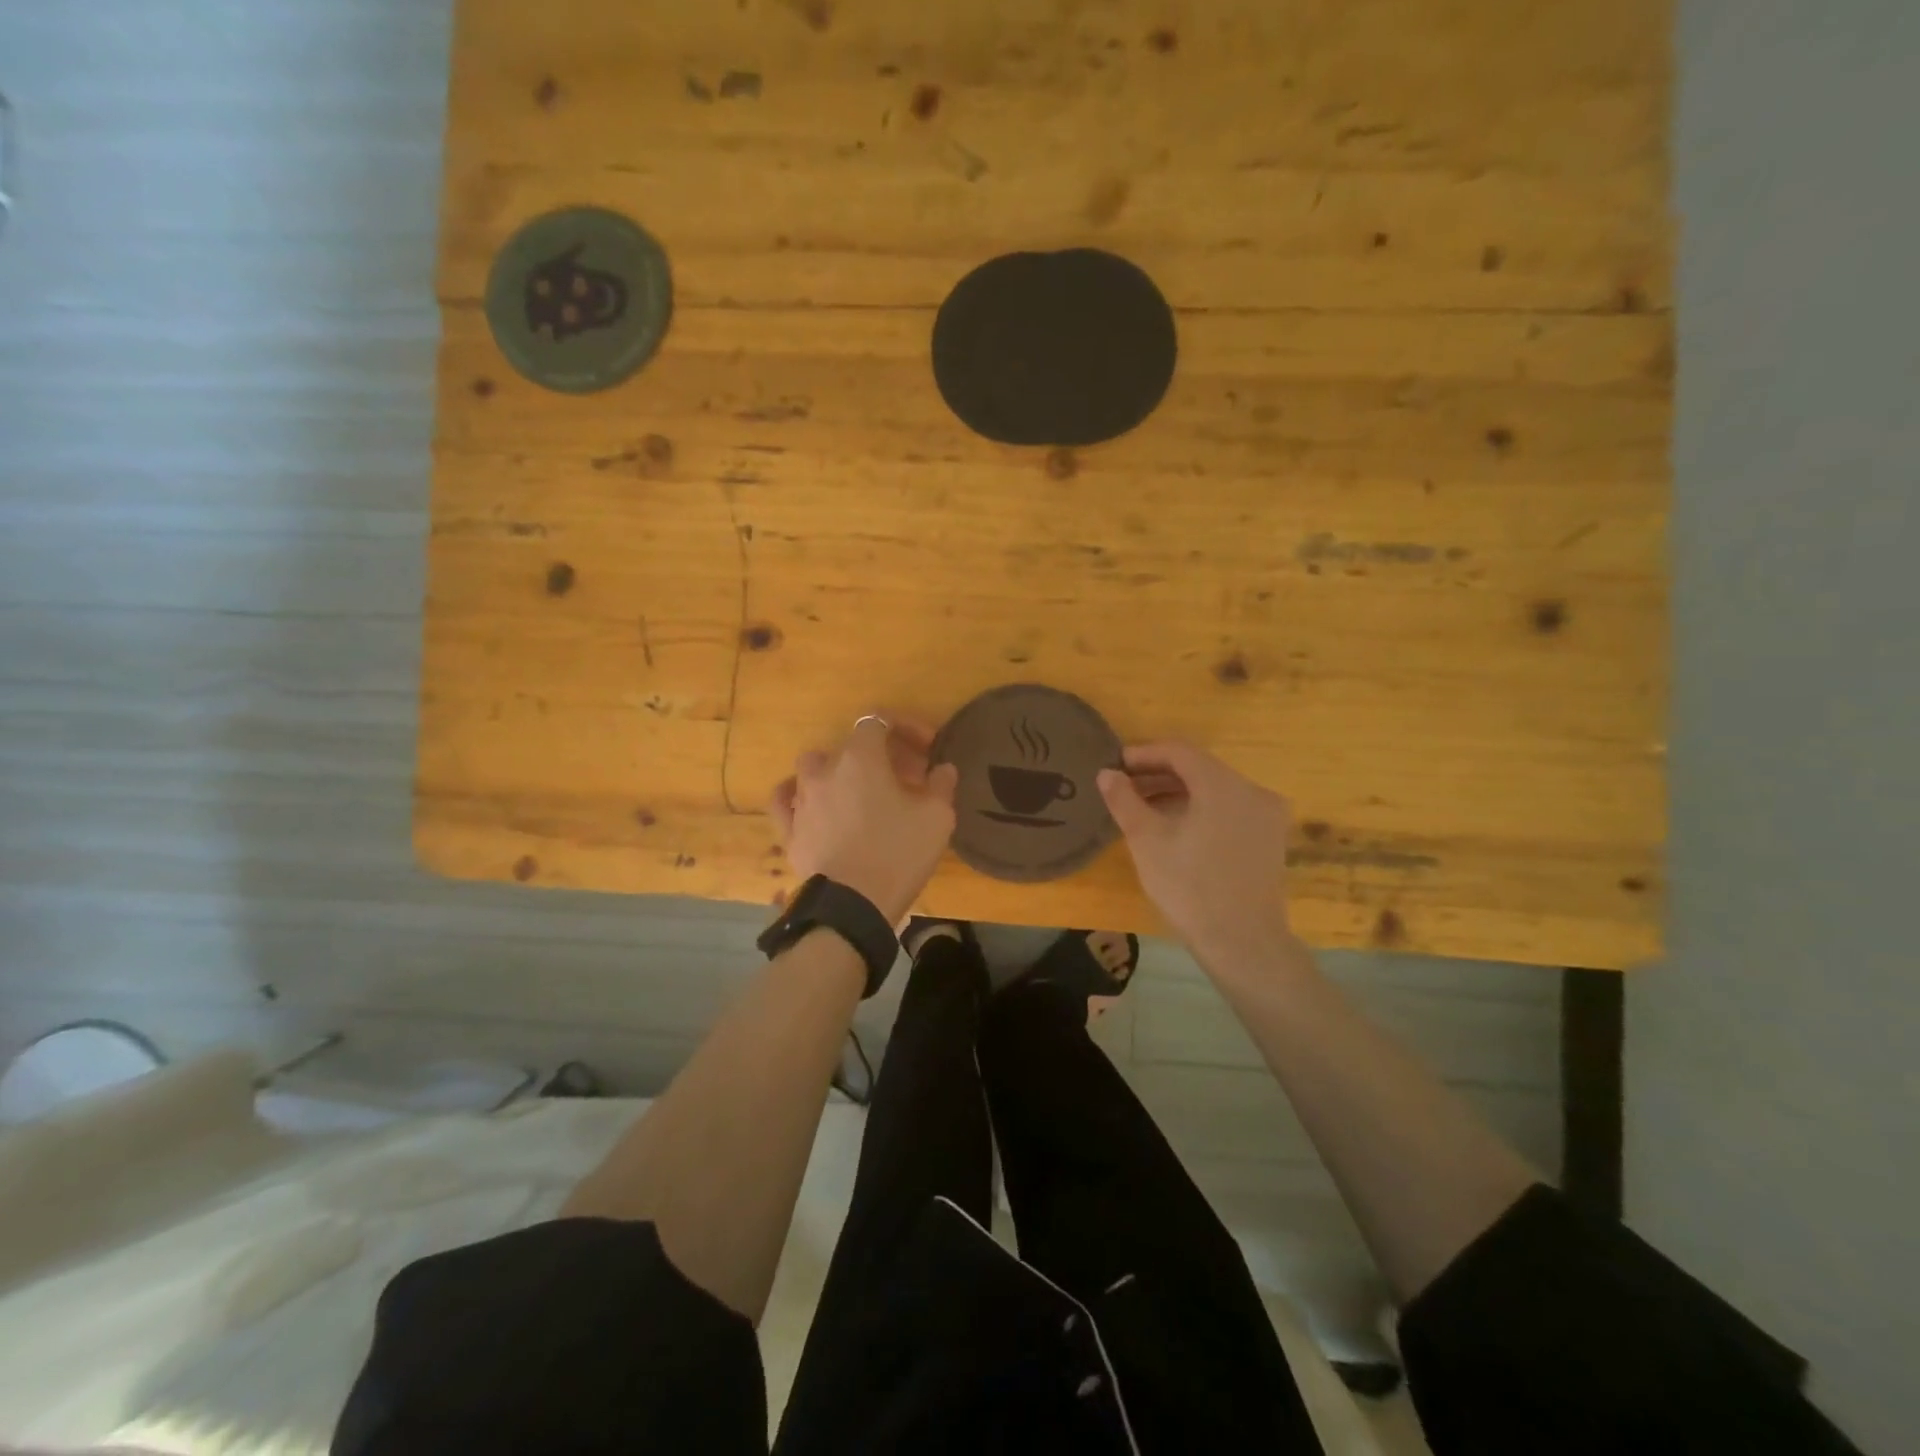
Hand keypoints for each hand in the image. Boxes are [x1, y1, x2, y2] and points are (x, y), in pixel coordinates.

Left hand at [771, 714, 958, 924]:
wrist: (852, 906)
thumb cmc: (898, 853)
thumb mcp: (937, 818)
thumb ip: (941, 785)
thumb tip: (942, 769)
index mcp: (861, 758)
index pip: (879, 720)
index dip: (905, 726)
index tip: (927, 749)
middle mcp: (825, 770)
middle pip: (851, 745)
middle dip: (880, 754)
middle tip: (906, 778)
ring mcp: (801, 799)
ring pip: (815, 768)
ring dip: (840, 771)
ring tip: (860, 793)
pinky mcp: (789, 830)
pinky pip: (785, 799)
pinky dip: (798, 794)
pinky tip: (811, 802)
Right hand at [1097, 741, 1294, 967]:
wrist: (1243, 942)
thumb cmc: (1190, 887)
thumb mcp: (1147, 840)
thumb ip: (1124, 800)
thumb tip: (1107, 773)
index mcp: (1222, 784)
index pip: (1179, 751)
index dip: (1144, 754)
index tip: (1116, 765)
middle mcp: (1252, 790)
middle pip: (1199, 768)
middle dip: (1159, 774)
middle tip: (1125, 787)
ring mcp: (1267, 815)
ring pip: (1216, 789)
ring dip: (1179, 793)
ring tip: (1144, 809)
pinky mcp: (1271, 839)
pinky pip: (1230, 809)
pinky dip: (1202, 809)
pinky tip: (1177, 828)